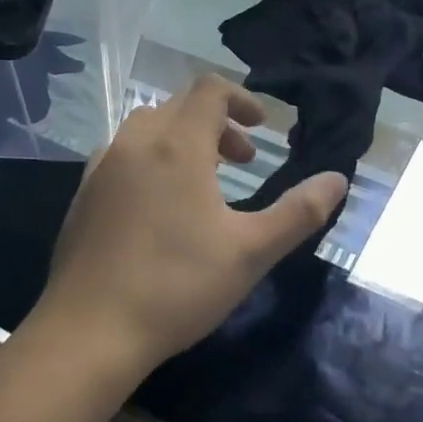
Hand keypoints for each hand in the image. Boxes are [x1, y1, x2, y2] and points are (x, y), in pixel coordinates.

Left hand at [30, 76, 346, 382]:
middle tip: (243, 160)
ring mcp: (102, 166)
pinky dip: (151, 157)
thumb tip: (338, 179)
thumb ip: (299, 212)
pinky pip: (123, 153)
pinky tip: (160, 204)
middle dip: (218, 122)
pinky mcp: (83, 192)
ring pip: (148, 127)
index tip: (264, 128)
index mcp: (177, 145)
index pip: (210, 90)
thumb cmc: (177, 286)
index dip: (242, 98)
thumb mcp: (251, 252)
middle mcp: (136, 143)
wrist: (89, 331)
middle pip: (180, 105)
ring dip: (183, 138)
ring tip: (205, 180)